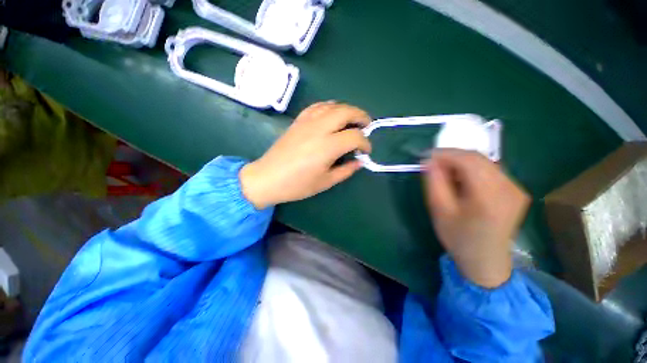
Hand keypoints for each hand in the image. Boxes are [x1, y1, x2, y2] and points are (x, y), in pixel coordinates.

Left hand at [240, 102, 371, 208]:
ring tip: (352, 119)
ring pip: (332, 105)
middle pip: (346, 112)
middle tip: (367, 125)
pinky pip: (317, 106)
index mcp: (328, 146)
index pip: (355, 136)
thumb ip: (346, 170)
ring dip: (347, 109)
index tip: (366, 151)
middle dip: (361, 116)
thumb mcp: (326, 182)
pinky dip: (329, 107)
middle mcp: (319, 129)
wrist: (268, 178)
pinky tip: (332, 114)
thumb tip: (359, 162)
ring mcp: (307, 122)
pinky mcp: (298, 121)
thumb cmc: (297, 185)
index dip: (365, 143)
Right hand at [423, 149, 530, 287]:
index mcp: (489, 196)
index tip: (426, 157)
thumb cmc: (458, 238)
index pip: (467, 160)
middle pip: (478, 158)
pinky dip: (472, 171)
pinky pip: (491, 171)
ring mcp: (516, 189)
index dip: (445, 154)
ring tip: (446, 175)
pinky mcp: (516, 191)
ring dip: (461, 164)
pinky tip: (462, 182)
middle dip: (452, 157)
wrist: (486, 261)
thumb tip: (429, 161)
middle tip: (434, 166)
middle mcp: (509, 187)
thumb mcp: (439, 210)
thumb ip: (434, 182)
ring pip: (484, 163)